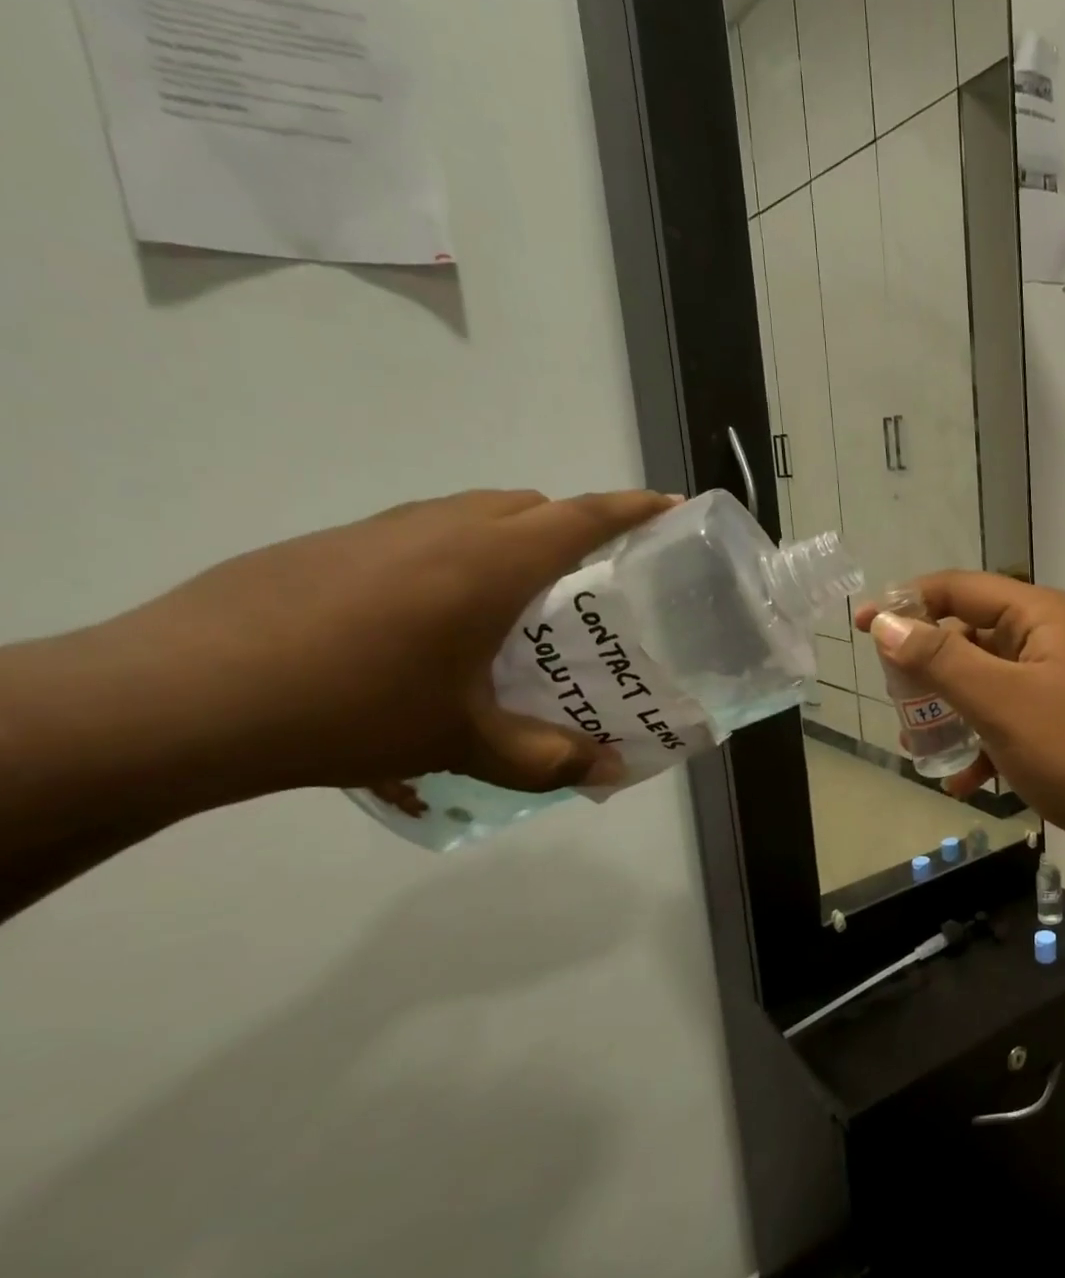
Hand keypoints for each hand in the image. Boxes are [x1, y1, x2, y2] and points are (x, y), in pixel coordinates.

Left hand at [97, 488, 678, 808]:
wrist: (179, 699)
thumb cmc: (350, 708)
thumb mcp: (463, 743)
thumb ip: (546, 757)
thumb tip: (608, 772)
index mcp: (492, 562)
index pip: (584, 515)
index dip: (635, 508)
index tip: (672, 507)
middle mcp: (444, 528)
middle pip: (532, 504)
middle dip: (575, 525)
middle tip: (593, 579)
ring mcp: (380, 529)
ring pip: (473, 512)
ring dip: (513, 536)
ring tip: (516, 600)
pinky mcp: (330, 544)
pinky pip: (422, 530)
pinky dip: (455, 552)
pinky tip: (431, 616)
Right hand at [856, 573, 1064, 885]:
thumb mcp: (1000, 700)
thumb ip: (940, 659)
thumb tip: (886, 624)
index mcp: (1039, 616)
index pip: (959, 588)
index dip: (907, 603)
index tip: (861, 628)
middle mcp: (1049, 642)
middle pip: (970, 635)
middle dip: (927, 666)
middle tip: (891, 698)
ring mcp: (1058, 687)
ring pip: (985, 685)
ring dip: (949, 711)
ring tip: (916, 744)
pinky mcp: (1063, 730)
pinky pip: (1007, 725)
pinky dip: (981, 747)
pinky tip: (964, 784)